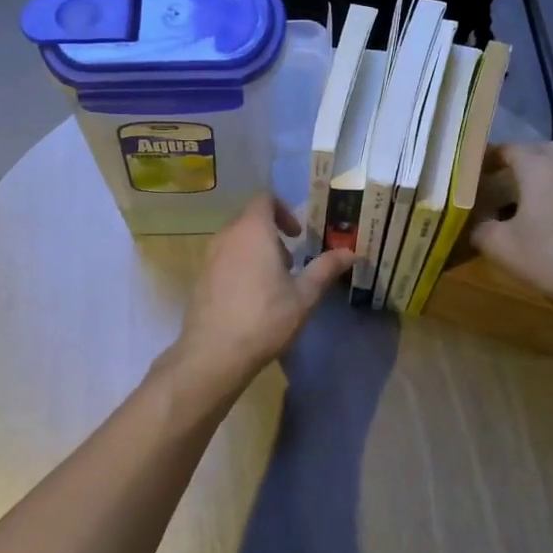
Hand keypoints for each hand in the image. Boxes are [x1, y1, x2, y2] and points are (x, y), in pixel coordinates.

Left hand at [167, 195, 353, 399]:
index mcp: (253, 230)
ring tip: (273, 282)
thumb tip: (351, 252)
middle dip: (272, 233)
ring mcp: (209, 257)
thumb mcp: (304, 295)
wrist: (214, 353)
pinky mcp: (201, 277)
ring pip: (236, 240)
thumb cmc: (265, 318)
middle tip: (291, 262)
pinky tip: (252, 298)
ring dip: (256, 250)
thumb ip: (326, 268)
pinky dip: (240, 265)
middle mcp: (227, 236)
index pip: (264, 199)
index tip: (298, 235)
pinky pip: (224, 259)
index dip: (284, 210)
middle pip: (250, 219)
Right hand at [470, 143, 552, 320]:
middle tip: (503, 178)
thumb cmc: (551, 257)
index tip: (475, 170)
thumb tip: (475, 224)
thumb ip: (480, 229)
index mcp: (539, 169)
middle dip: (522, 159)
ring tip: (530, 197)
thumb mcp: (500, 246)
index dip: (489, 156)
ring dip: (547, 175)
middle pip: (542, 151)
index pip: (509, 148)